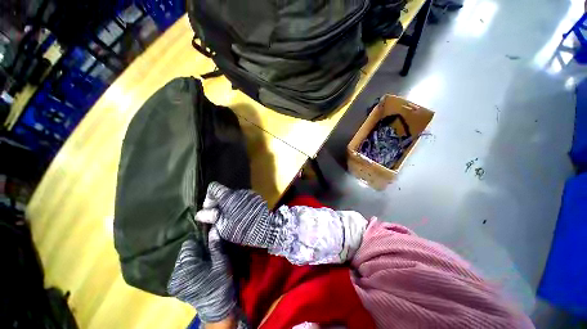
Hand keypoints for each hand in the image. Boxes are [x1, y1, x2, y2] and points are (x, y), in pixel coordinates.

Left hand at [167, 227, 235, 322]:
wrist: (217, 308)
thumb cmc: (221, 284)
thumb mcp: (222, 263)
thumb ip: (215, 246)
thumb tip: (213, 229)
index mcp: (186, 268)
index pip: (188, 245)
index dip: (200, 241)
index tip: (210, 241)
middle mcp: (175, 274)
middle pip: (184, 253)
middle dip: (196, 249)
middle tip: (209, 251)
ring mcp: (174, 281)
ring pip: (183, 260)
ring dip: (193, 257)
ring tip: (205, 260)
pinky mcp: (176, 286)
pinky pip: (182, 268)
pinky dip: (190, 265)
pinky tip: (200, 268)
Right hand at [196, 182, 285, 248]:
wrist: (267, 226)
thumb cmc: (243, 227)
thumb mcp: (223, 226)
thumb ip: (211, 218)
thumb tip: (199, 214)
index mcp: (229, 196)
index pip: (213, 188)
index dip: (208, 198)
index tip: (209, 211)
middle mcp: (239, 191)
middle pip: (224, 194)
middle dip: (219, 205)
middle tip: (218, 219)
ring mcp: (249, 194)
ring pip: (234, 198)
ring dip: (229, 207)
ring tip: (230, 220)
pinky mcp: (256, 199)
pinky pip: (243, 200)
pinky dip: (239, 207)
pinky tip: (241, 217)